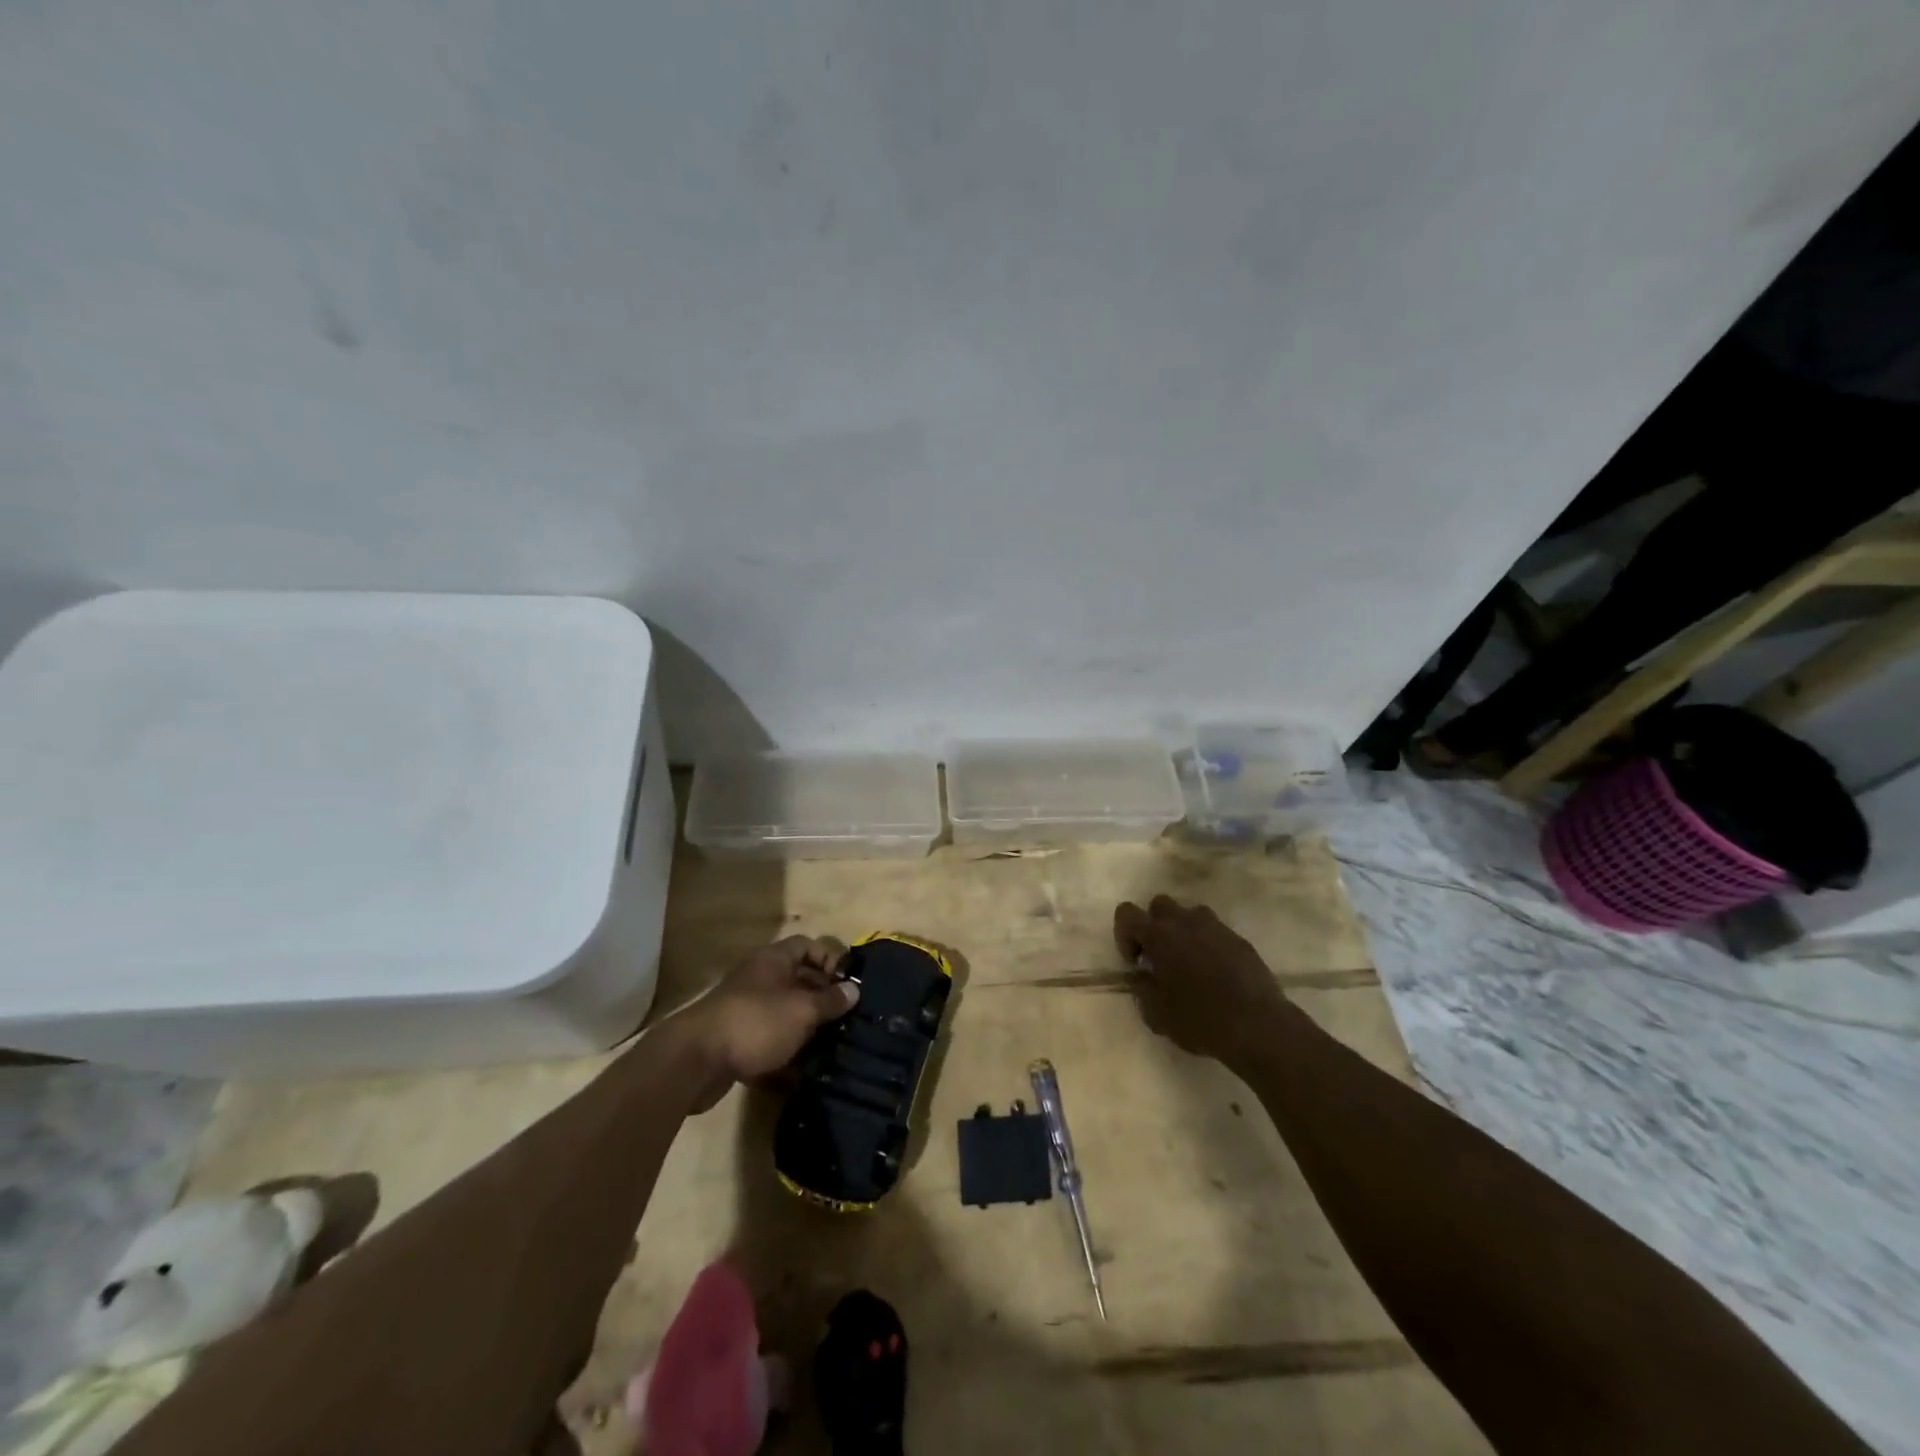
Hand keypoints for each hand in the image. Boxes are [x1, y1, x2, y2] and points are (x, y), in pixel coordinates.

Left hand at [676, 937, 859, 1104]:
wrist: (696, 1061)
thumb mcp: (802, 1010)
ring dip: (807, 1027)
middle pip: (799, 979)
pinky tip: (804, 1069)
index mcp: (774, 960)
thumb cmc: (756, 1023)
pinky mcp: (737, 1039)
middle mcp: (759, 978)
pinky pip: (770, 1038)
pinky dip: (787, 1050)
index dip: (831, 959)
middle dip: (823, 997)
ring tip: (832, 1044)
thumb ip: (830, 1000)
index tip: (849, 984)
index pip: (809, 946)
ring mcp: (746, 1009)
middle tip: (847, 1018)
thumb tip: (853, 990)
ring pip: (785, 1012)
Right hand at [1114, 896, 1289, 1067]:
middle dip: (1154, 925)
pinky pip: (1216, 932)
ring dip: (1183, 931)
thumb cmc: (1200, 1020)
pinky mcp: (1240, 940)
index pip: (1127, 913)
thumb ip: (1142, 988)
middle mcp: (1186, 922)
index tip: (1135, 962)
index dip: (1124, 935)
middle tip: (1159, 958)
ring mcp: (1216, 928)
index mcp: (1159, 936)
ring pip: (1190, 914)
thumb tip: (1142, 976)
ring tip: (1189, 962)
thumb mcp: (1156, 1014)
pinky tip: (1216, 973)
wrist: (1258, 1026)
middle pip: (1159, 904)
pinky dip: (1209, 944)